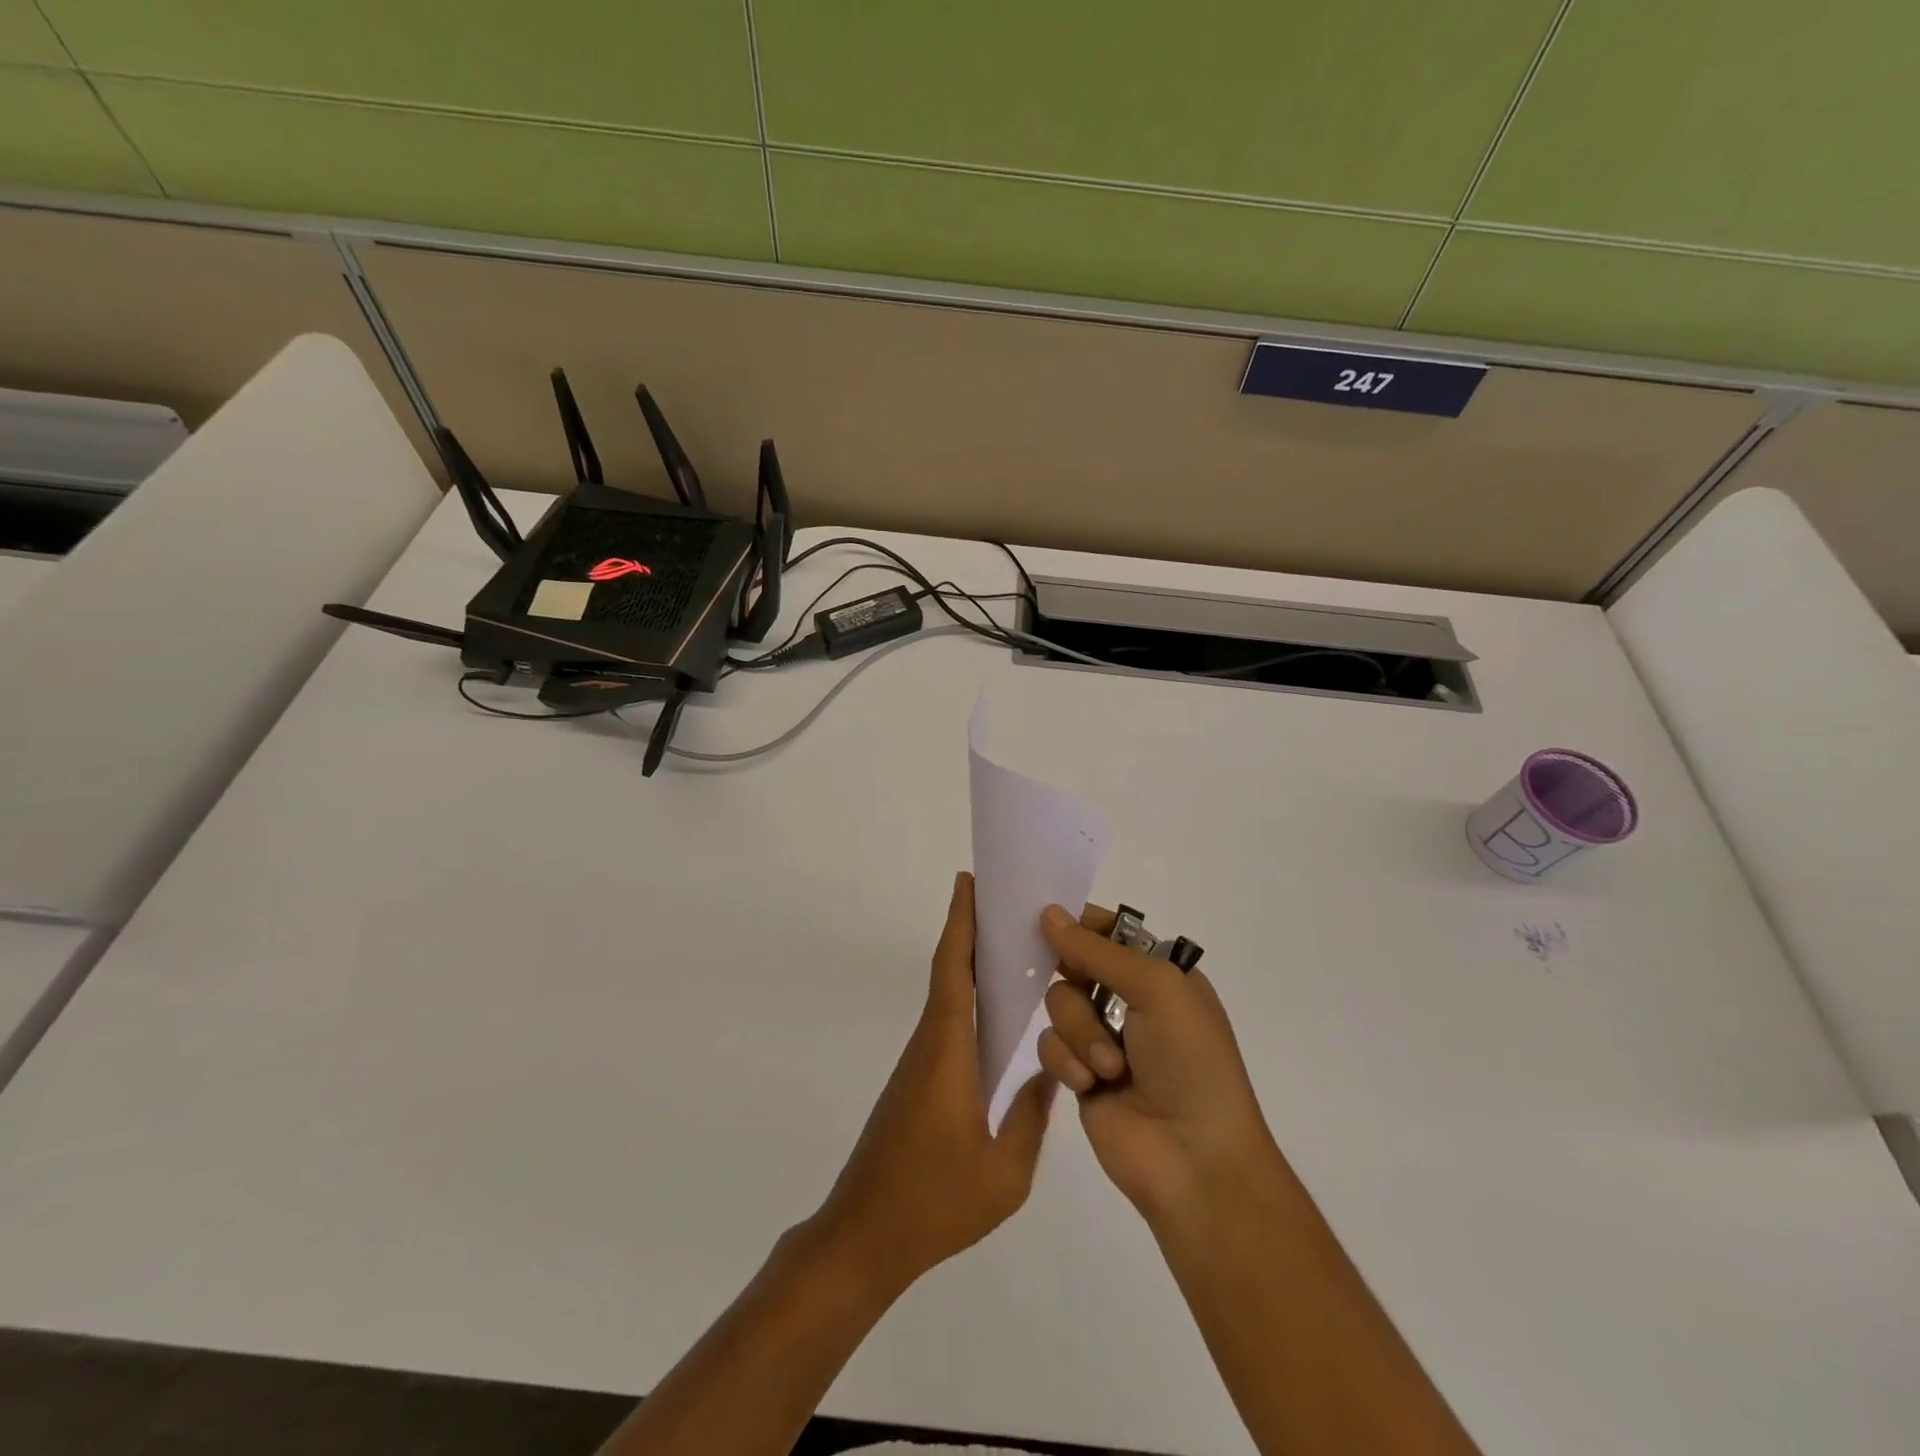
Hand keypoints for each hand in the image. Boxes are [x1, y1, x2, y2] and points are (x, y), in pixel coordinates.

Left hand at [809, 872, 1054, 1298]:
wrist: (863, 1238)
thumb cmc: (934, 1203)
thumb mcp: (1004, 1172)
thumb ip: (1031, 1118)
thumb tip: (1050, 1075)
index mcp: (947, 1052)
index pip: (952, 970)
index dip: (960, 923)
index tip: (968, 883)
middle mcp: (928, 1046)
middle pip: (948, 973)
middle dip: (970, 931)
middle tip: (1004, 903)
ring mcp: (918, 1066)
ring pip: (946, 1000)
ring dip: (970, 966)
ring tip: (1012, 951)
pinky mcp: (915, 1085)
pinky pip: (945, 1027)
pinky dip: (967, 1003)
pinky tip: (995, 1019)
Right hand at [1036, 903, 1281, 1229]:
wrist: (1195, 1160)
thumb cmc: (1191, 1062)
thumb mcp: (1157, 989)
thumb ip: (1098, 950)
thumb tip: (1048, 912)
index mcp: (1160, 973)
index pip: (1111, 931)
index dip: (1081, 924)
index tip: (1047, 918)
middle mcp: (1130, 1000)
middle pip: (1075, 963)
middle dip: (1076, 980)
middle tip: (1081, 986)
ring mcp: (1103, 1038)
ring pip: (1058, 1003)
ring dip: (1080, 1031)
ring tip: (1109, 1066)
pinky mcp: (1080, 1074)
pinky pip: (1050, 1045)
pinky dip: (1067, 1061)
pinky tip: (1090, 1084)